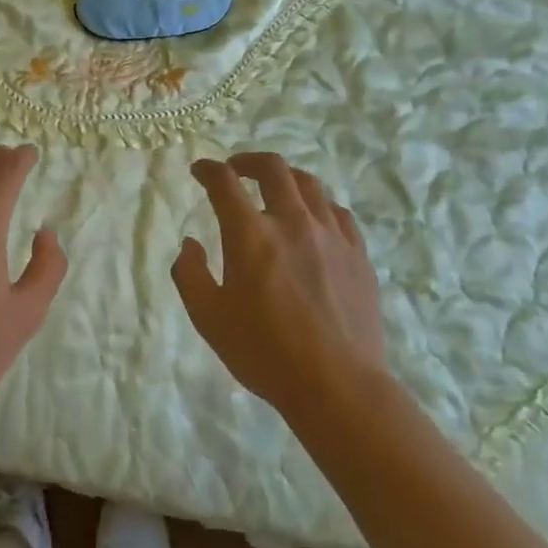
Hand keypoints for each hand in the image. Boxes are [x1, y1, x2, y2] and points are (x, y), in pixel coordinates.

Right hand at [173, 153, 386, 415]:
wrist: (338, 386)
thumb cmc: (265, 353)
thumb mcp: (209, 319)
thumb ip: (190, 274)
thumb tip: (190, 244)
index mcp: (251, 235)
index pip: (225, 182)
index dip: (208, 169)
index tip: (200, 170)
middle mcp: (291, 221)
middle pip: (272, 168)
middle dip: (248, 161)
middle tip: (236, 170)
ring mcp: (330, 234)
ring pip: (309, 184)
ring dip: (285, 178)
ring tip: (275, 189)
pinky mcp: (357, 252)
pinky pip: (338, 212)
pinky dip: (318, 206)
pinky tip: (313, 220)